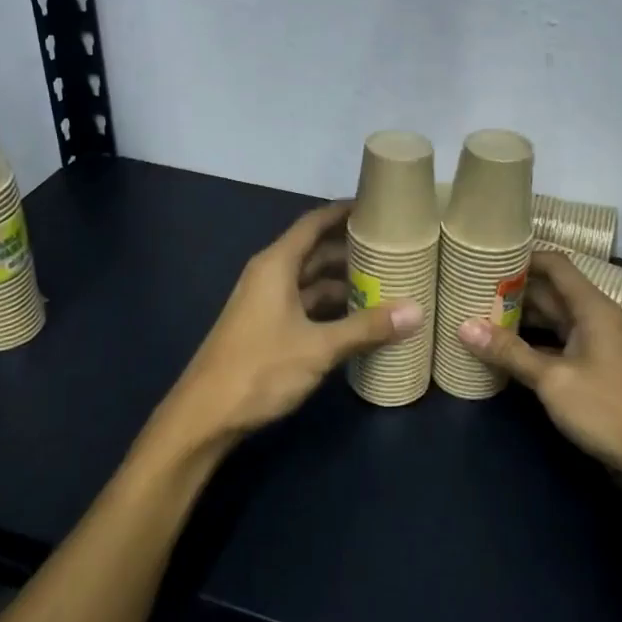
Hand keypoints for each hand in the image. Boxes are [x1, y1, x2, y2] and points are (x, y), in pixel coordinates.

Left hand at [158, 201, 423, 448]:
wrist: (206, 414)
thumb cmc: (260, 369)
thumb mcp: (319, 347)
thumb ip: (366, 328)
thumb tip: (416, 310)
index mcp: (276, 265)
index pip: (313, 223)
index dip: (343, 212)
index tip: (378, 207)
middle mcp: (269, 276)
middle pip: (314, 252)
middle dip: (350, 250)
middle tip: (394, 250)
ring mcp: (266, 303)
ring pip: (310, 282)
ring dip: (342, 282)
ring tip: (386, 284)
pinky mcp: (266, 328)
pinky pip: (304, 305)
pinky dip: (330, 307)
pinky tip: (358, 320)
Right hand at [457, 251, 621, 500]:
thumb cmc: (610, 409)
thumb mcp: (553, 380)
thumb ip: (510, 352)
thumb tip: (463, 326)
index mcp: (592, 308)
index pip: (555, 264)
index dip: (522, 256)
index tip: (485, 255)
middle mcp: (594, 319)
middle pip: (549, 292)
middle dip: (512, 290)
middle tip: (468, 288)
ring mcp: (595, 347)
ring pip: (551, 321)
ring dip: (518, 319)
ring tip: (476, 315)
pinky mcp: (593, 372)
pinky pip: (555, 346)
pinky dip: (530, 345)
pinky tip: (502, 352)